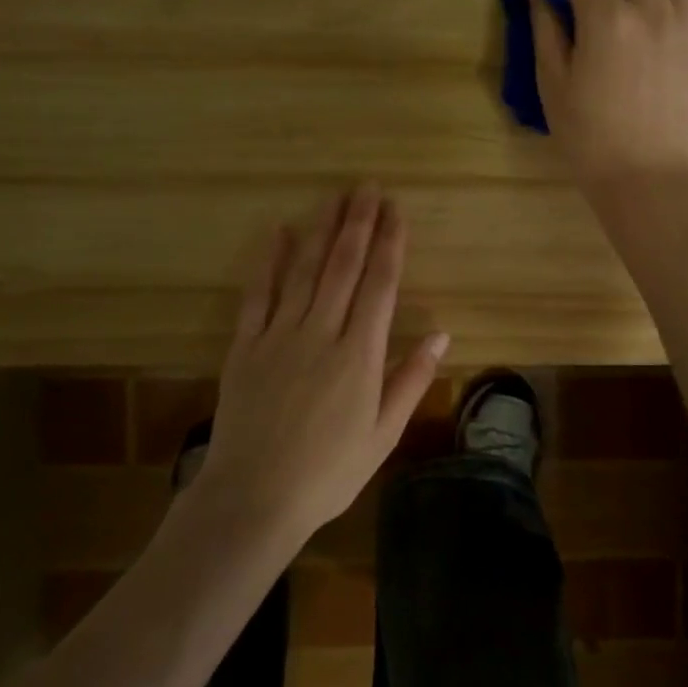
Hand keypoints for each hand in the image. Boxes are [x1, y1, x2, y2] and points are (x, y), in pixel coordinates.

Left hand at [198, 185, 449, 536]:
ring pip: (304, 271)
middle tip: (368, 187)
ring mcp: (279, 336)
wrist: (253, 498)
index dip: (390, 245)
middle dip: (359, 224)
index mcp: (360, 355)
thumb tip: (441, 334)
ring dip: (321, 230)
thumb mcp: (382, 435)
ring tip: (335, 198)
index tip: (397, 212)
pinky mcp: (246, 346)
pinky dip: (268, 261)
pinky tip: (278, 232)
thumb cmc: (328, 473)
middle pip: (343, 267)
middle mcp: (322, 333)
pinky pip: (258, 295)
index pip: (380, 286)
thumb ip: (410, 380)